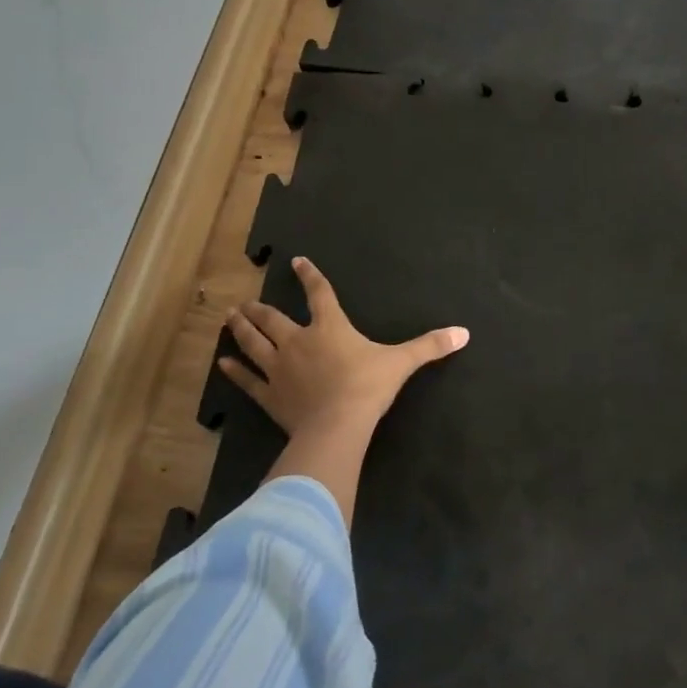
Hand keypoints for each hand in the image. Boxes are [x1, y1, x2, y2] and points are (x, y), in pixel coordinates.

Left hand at [217, 256, 468, 437]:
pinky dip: (234, 372)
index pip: (319, 294)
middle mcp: (298, 341)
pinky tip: (222, 364)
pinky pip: (247, 381)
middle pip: (273, 318)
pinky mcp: (268, 396)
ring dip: (240, 330)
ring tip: (228, 318)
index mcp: (330, 327)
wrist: (337, 425)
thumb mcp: (402, 363)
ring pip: (253, 343)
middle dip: (259, 308)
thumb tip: (464, 333)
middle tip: (244, 301)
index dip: (309, 276)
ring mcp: (279, 368)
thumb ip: (430, 346)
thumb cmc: (367, 387)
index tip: (297, 262)